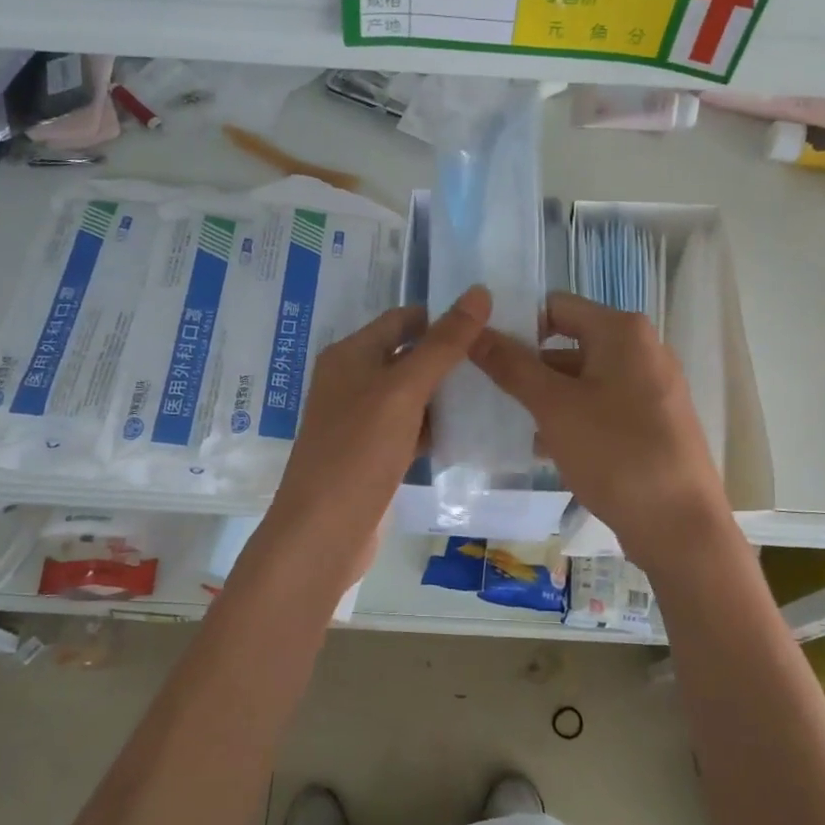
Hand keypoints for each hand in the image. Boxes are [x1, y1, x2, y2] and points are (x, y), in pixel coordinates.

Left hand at [262, 287, 492, 580]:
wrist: (323, 533)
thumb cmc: (359, 452)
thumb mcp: (403, 391)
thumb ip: (442, 344)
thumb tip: (479, 292)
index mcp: (350, 355)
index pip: (402, 319)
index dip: (442, 317)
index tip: (490, 323)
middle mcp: (351, 381)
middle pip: (407, 355)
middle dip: (449, 357)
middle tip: (501, 358)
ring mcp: (361, 421)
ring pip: (411, 395)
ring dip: (446, 393)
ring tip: (497, 390)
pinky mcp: (372, 454)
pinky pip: (409, 428)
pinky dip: (435, 426)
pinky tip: (470, 431)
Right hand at [469, 291, 730, 565]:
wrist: (680, 527)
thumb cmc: (615, 453)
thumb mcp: (554, 407)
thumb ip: (512, 366)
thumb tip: (474, 331)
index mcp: (622, 331)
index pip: (555, 306)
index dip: (517, 324)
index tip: (482, 352)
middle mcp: (642, 349)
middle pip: (570, 342)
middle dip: (528, 365)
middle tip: (486, 388)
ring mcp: (651, 387)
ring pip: (583, 378)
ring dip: (545, 396)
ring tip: (505, 420)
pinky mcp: (652, 422)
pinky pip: (601, 406)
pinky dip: (571, 417)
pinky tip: (541, 447)